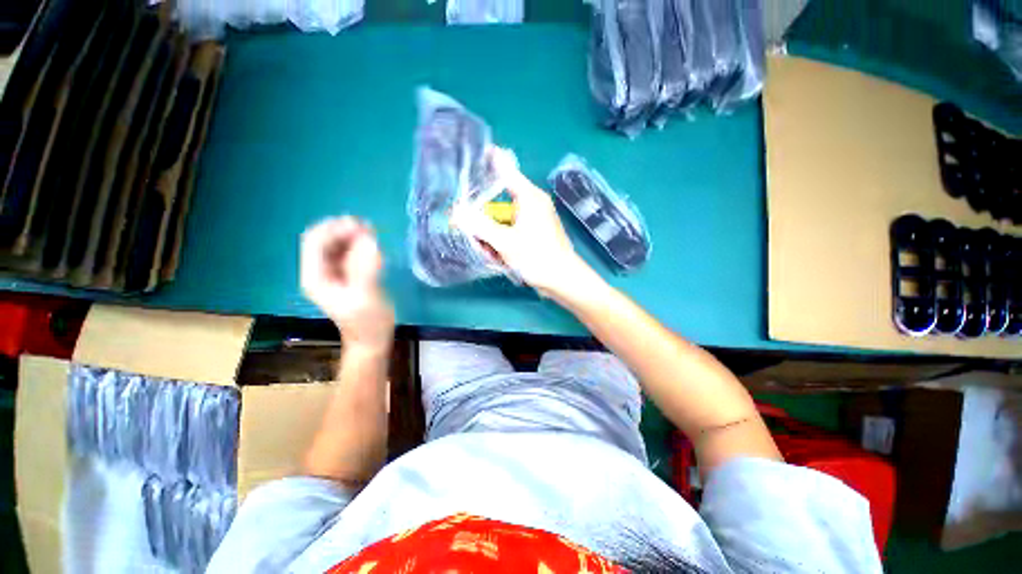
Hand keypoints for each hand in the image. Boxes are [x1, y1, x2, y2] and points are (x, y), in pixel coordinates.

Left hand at [301, 217, 394, 351]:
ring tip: (372, 232)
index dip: (334, 229)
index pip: (314, 242)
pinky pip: (349, 252)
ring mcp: (333, 273)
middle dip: (343, 230)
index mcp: (316, 277)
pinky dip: (359, 245)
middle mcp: (320, 271)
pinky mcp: (347, 275)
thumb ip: (365, 268)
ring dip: (352, 235)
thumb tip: (370, 240)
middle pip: (324, 240)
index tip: (360, 226)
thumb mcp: (366, 296)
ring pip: (337, 244)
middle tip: (368, 227)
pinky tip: (373, 245)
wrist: (372, 340)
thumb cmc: (368, 322)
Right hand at [455, 149, 591, 296]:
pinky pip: (510, 233)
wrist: (563, 280)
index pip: (506, 170)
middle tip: (471, 234)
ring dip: (491, 237)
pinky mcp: (532, 235)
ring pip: (502, 222)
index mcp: (529, 198)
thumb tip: (456, 212)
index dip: (491, 160)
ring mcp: (532, 221)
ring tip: (488, 253)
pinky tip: (498, 258)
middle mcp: (531, 205)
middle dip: (483, 222)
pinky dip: (501, 243)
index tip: (476, 152)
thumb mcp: (506, 242)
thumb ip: (480, 226)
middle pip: (498, 204)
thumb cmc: (538, 257)